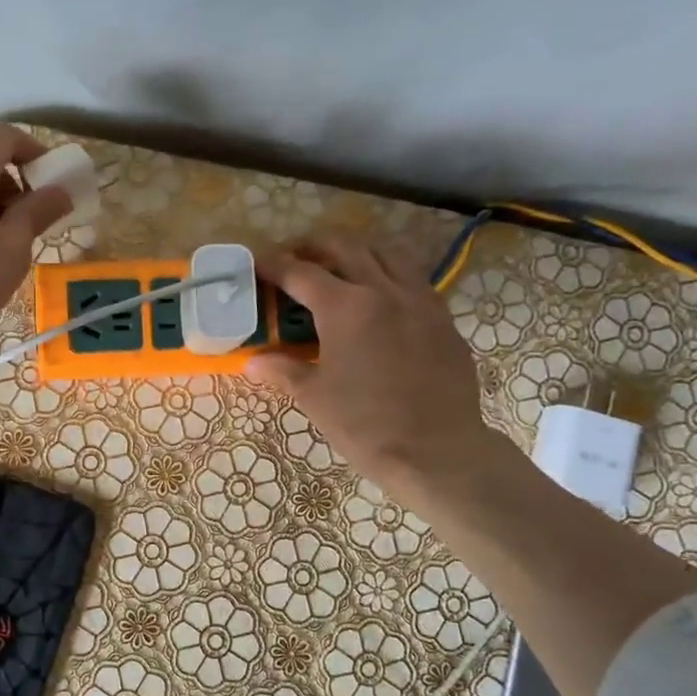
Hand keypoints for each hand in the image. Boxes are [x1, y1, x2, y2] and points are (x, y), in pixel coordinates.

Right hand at [246, 240, 507, 507]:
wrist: (436, 451)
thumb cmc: (365, 424)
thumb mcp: (315, 398)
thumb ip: (283, 371)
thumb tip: (253, 362)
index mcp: (345, 307)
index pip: (300, 273)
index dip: (274, 265)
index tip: (257, 263)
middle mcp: (383, 291)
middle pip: (346, 247)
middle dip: (316, 245)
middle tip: (297, 255)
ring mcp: (420, 301)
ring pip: (388, 254)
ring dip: (359, 252)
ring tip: (343, 265)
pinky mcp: (444, 320)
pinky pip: (415, 281)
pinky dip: (392, 276)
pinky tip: (384, 299)